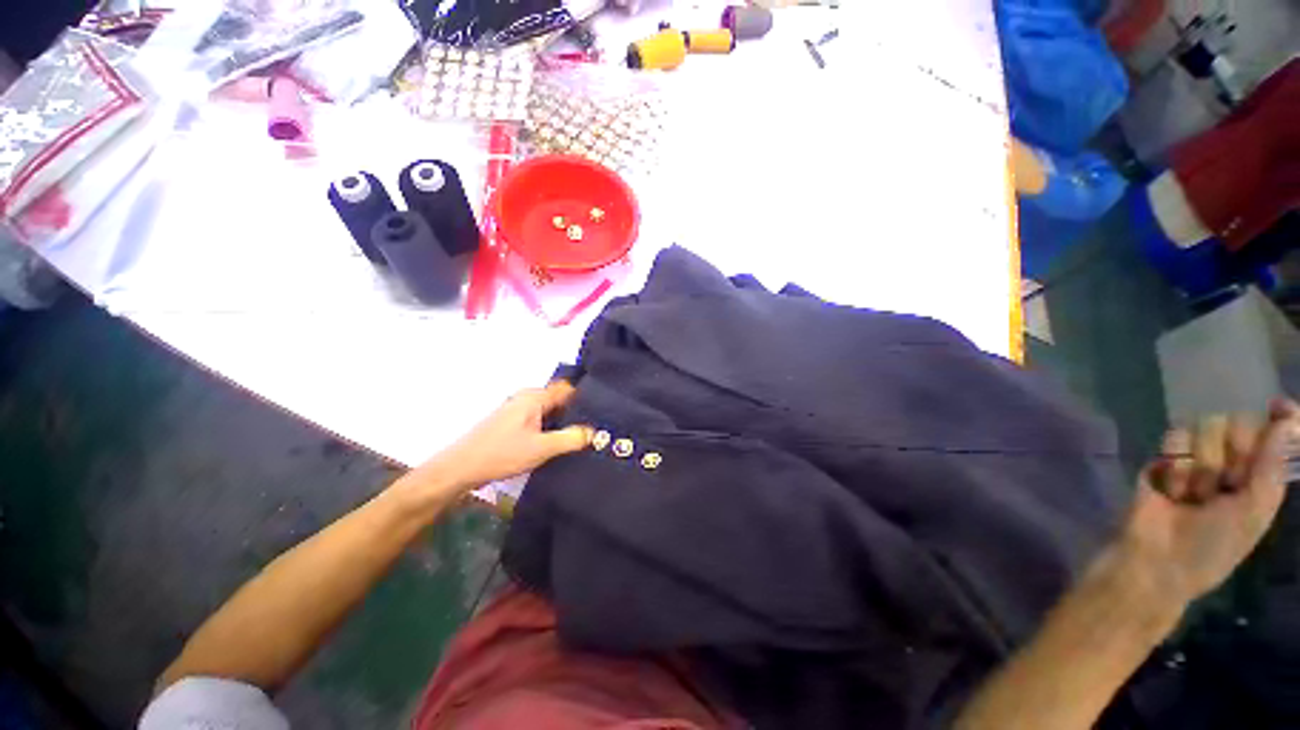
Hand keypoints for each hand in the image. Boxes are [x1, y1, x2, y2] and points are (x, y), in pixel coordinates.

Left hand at [406, 381, 592, 500]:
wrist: (461, 469)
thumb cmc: (502, 454)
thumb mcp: (542, 448)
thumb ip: (571, 438)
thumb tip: (595, 432)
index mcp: (534, 397)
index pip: (568, 389)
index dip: (585, 399)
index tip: (601, 412)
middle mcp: (526, 398)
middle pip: (559, 399)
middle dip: (576, 412)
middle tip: (595, 428)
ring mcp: (518, 410)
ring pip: (549, 411)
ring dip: (563, 422)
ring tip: (581, 437)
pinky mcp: (512, 423)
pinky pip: (540, 419)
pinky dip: (551, 427)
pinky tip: (558, 442)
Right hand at [1121, 399, 1299, 604]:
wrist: (1158, 559)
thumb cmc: (1215, 546)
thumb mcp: (1254, 512)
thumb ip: (1272, 466)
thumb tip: (1287, 418)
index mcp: (1260, 476)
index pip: (1274, 433)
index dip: (1280, 417)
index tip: (1278, 405)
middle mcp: (1232, 462)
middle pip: (1238, 424)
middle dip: (1232, 450)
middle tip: (1224, 482)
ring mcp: (1195, 459)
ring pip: (1206, 429)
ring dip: (1202, 464)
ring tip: (1192, 494)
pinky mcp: (1164, 458)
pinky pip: (1174, 439)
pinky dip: (1177, 464)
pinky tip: (1171, 488)